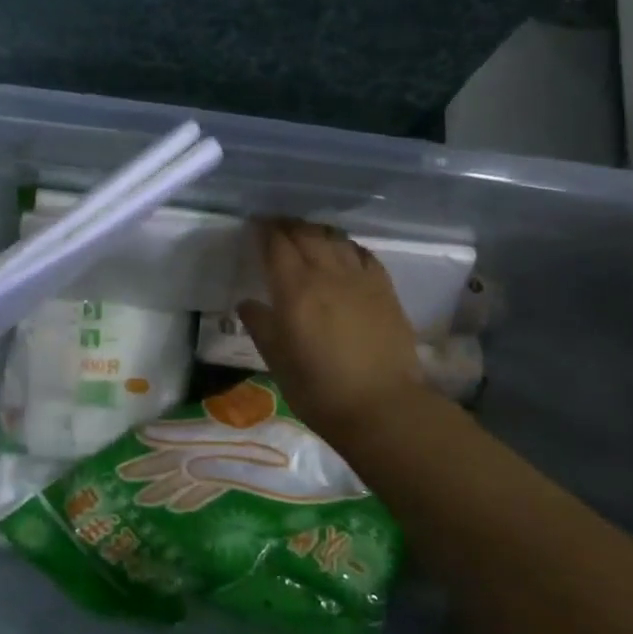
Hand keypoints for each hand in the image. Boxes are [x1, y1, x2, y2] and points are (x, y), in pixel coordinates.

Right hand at [237, 219, 427, 441]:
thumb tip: (248, 303)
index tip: (254, 225)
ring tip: (306, 234)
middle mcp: (327, 274)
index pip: (276, 244)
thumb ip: (260, 325)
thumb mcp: (277, 361)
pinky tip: (343, 252)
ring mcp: (360, 279)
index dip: (263, 230)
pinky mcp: (385, 289)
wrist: (382, 407)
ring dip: (316, 231)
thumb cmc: (319, 389)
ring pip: (335, 239)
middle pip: (305, 234)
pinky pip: (362, 254)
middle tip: (276, 226)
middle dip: (288, 225)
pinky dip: (346, 246)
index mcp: (295, 289)